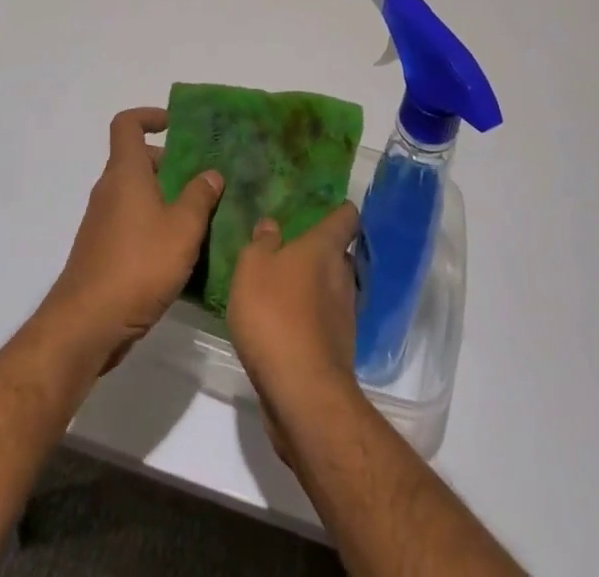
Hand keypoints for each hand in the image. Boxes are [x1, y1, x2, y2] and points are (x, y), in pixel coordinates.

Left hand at [41, 107, 223, 372]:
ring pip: (136, 194)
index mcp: (125, 173)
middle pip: (137, 160)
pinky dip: (154, 225)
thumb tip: (211, 173)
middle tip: (203, 179)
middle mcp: (110, 190)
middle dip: (170, 164)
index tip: (176, 126)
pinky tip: (179, 252)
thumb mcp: (182, 230)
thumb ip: (199, 197)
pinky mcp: (102, 250)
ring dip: (165, 198)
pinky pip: (131, 222)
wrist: (86, 325)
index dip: (150, 116)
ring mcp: (102, 221)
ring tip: (200, 217)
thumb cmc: (138, 266)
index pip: (127, 124)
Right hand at [227, 202, 361, 461]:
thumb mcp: (252, 268)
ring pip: (335, 288)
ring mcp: (345, 315)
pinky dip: (313, 317)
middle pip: (340, 254)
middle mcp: (343, 276)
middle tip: (294, 250)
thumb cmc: (274, 314)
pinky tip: (288, 324)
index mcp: (325, 248)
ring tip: (287, 287)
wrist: (302, 392)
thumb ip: (261, 243)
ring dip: (317, 287)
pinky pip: (327, 320)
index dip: (340, 210)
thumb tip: (272, 225)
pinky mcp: (339, 349)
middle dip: (322, 251)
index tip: (327, 206)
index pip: (346, 217)